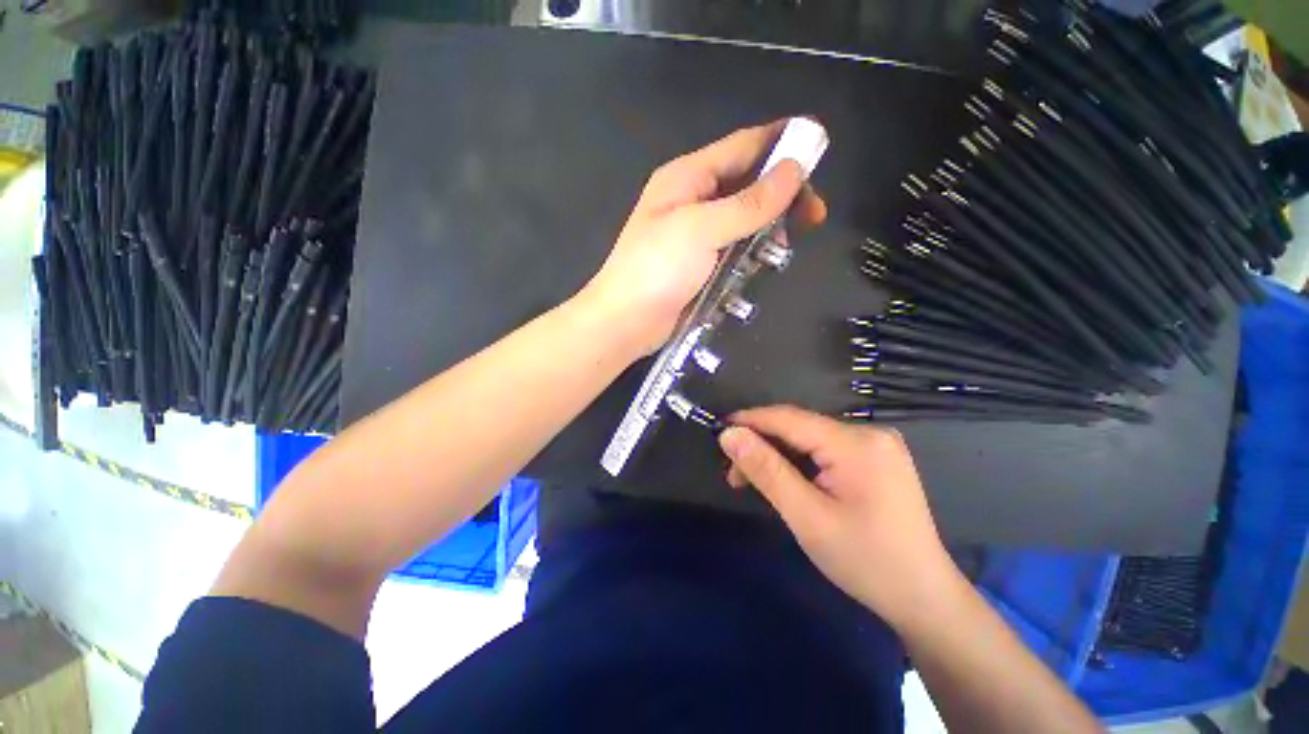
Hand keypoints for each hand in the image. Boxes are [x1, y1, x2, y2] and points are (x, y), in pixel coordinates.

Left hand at [577, 121, 826, 354]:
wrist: (626, 322)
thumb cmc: (656, 270)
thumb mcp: (701, 229)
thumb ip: (749, 202)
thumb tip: (795, 168)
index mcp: (687, 177)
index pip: (743, 147)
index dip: (782, 141)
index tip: (822, 145)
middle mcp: (693, 200)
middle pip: (748, 184)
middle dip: (783, 195)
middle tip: (813, 215)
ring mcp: (696, 235)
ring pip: (745, 220)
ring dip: (768, 229)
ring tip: (783, 248)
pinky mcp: (700, 264)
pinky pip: (735, 249)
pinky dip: (752, 253)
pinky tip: (762, 265)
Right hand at [718, 405, 964, 630]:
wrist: (923, 598)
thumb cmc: (865, 561)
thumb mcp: (807, 516)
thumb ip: (766, 470)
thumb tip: (729, 435)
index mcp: (856, 443)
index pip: (789, 418)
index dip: (749, 420)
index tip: (717, 432)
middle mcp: (869, 433)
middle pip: (799, 428)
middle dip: (762, 445)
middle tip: (734, 473)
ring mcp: (876, 445)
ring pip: (809, 439)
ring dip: (778, 455)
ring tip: (752, 480)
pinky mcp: (875, 459)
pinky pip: (824, 450)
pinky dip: (798, 462)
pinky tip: (785, 480)